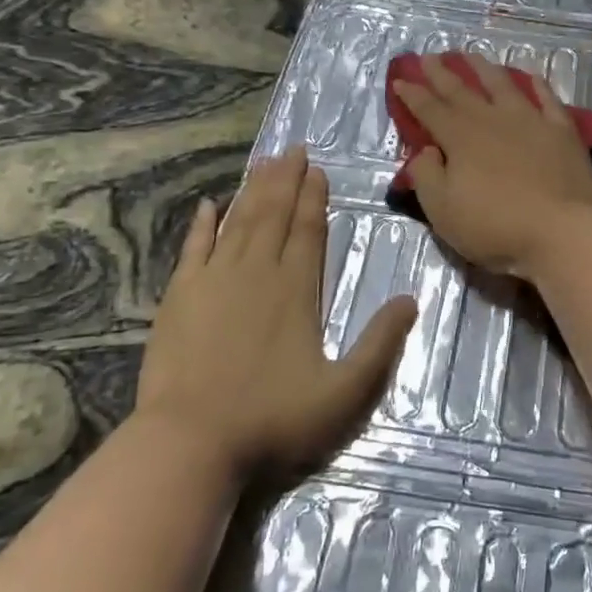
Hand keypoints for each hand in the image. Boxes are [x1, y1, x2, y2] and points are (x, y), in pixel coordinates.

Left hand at [136, 147, 416, 477]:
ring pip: (238, 221)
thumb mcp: (344, 392)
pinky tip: (209, 204)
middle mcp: (256, 272)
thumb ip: (380, 344)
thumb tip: (410, 299)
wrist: (191, 442)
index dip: (314, 198)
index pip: (309, 230)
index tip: (317, 169)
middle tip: (293, 149)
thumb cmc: (272, 419)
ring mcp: (214, 280)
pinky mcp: (180, 296)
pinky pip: (194, 247)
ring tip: (265, 162)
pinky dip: (202, 224)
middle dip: (286, 180)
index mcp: (296, 289)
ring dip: (253, 190)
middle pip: (274, 215)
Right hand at [392, 53, 591, 278]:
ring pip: (502, 84)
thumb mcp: (443, 210)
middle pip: (461, 90)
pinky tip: (531, 76)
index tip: (400, 80)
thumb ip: (427, 175)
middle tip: (428, 56)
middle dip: (441, 73)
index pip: (429, 109)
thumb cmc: (495, 226)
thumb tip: (425, 150)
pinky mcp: (561, 130)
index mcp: (460, 137)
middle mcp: (492, 119)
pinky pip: (547, 98)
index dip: (412, 94)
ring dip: (484, 68)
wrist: (561, 231)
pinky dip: (537, 84)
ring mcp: (530, 120)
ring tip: (472, 55)